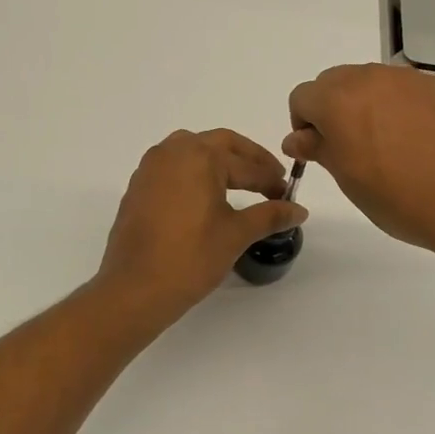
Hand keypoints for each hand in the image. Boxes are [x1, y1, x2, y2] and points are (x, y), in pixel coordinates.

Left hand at [96, 129, 307, 323]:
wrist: (135, 288)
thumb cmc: (191, 257)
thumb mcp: (236, 234)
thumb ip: (270, 216)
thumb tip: (300, 210)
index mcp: (200, 156)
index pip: (247, 165)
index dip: (271, 180)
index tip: (288, 195)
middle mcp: (173, 151)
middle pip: (220, 145)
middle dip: (249, 160)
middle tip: (271, 180)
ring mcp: (150, 168)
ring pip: (193, 151)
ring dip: (219, 162)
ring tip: (240, 184)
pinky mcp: (138, 187)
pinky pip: (173, 168)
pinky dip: (195, 174)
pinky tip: (206, 198)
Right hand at [285, 64, 434, 258]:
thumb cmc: (400, 198)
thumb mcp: (349, 180)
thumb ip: (320, 149)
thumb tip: (297, 137)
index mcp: (338, 100)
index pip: (302, 98)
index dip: (304, 125)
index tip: (320, 151)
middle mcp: (370, 78)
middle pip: (335, 82)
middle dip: (333, 109)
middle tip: (351, 148)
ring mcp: (409, 79)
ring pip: (372, 82)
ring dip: (367, 105)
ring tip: (389, 146)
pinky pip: (406, 90)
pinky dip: (402, 107)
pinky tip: (420, 141)